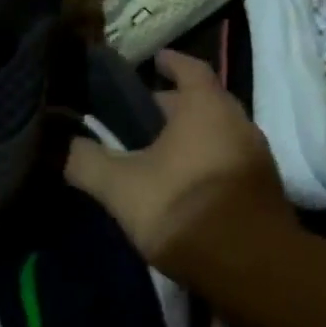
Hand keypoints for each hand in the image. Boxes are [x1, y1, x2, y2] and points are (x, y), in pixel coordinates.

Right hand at [64, 50, 292, 279]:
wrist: (252, 266)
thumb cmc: (183, 207)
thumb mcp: (122, 187)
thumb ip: (87, 162)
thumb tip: (59, 144)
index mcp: (206, 106)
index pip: (190, 68)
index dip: (171, 62)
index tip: (155, 60)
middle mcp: (238, 121)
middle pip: (204, 101)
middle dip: (176, 105)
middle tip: (144, 117)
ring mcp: (257, 156)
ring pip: (219, 133)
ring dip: (194, 136)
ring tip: (161, 153)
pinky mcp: (265, 189)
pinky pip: (231, 161)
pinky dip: (208, 162)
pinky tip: (186, 185)